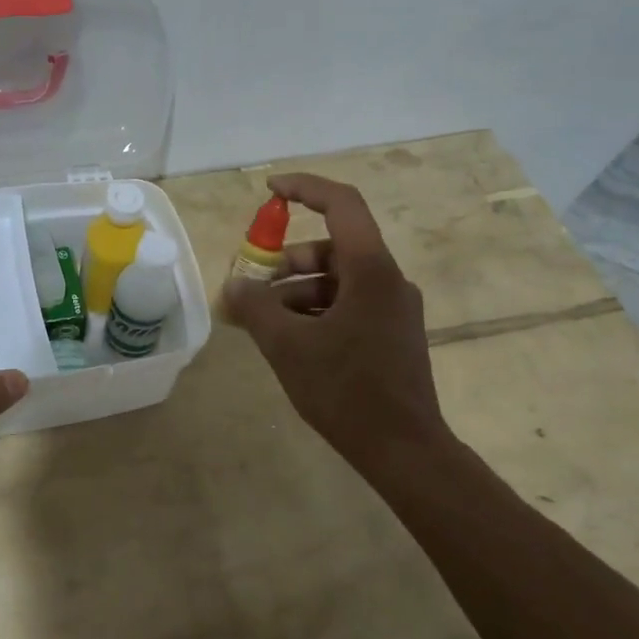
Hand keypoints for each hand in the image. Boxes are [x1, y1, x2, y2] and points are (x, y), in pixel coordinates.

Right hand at [221, 174, 452, 475]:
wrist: (404, 449)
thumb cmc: (346, 390)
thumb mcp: (288, 346)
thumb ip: (255, 308)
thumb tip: (234, 287)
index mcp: (372, 270)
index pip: (342, 204)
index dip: (305, 188)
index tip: (270, 191)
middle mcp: (389, 281)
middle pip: (332, 249)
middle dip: (286, 262)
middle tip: (252, 286)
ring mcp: (394, 309)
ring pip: (337, 281)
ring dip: (296, 292)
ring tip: (263, 322)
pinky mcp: (392, 335)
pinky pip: (347, 306)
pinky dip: (315, 312)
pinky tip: (290, 341)